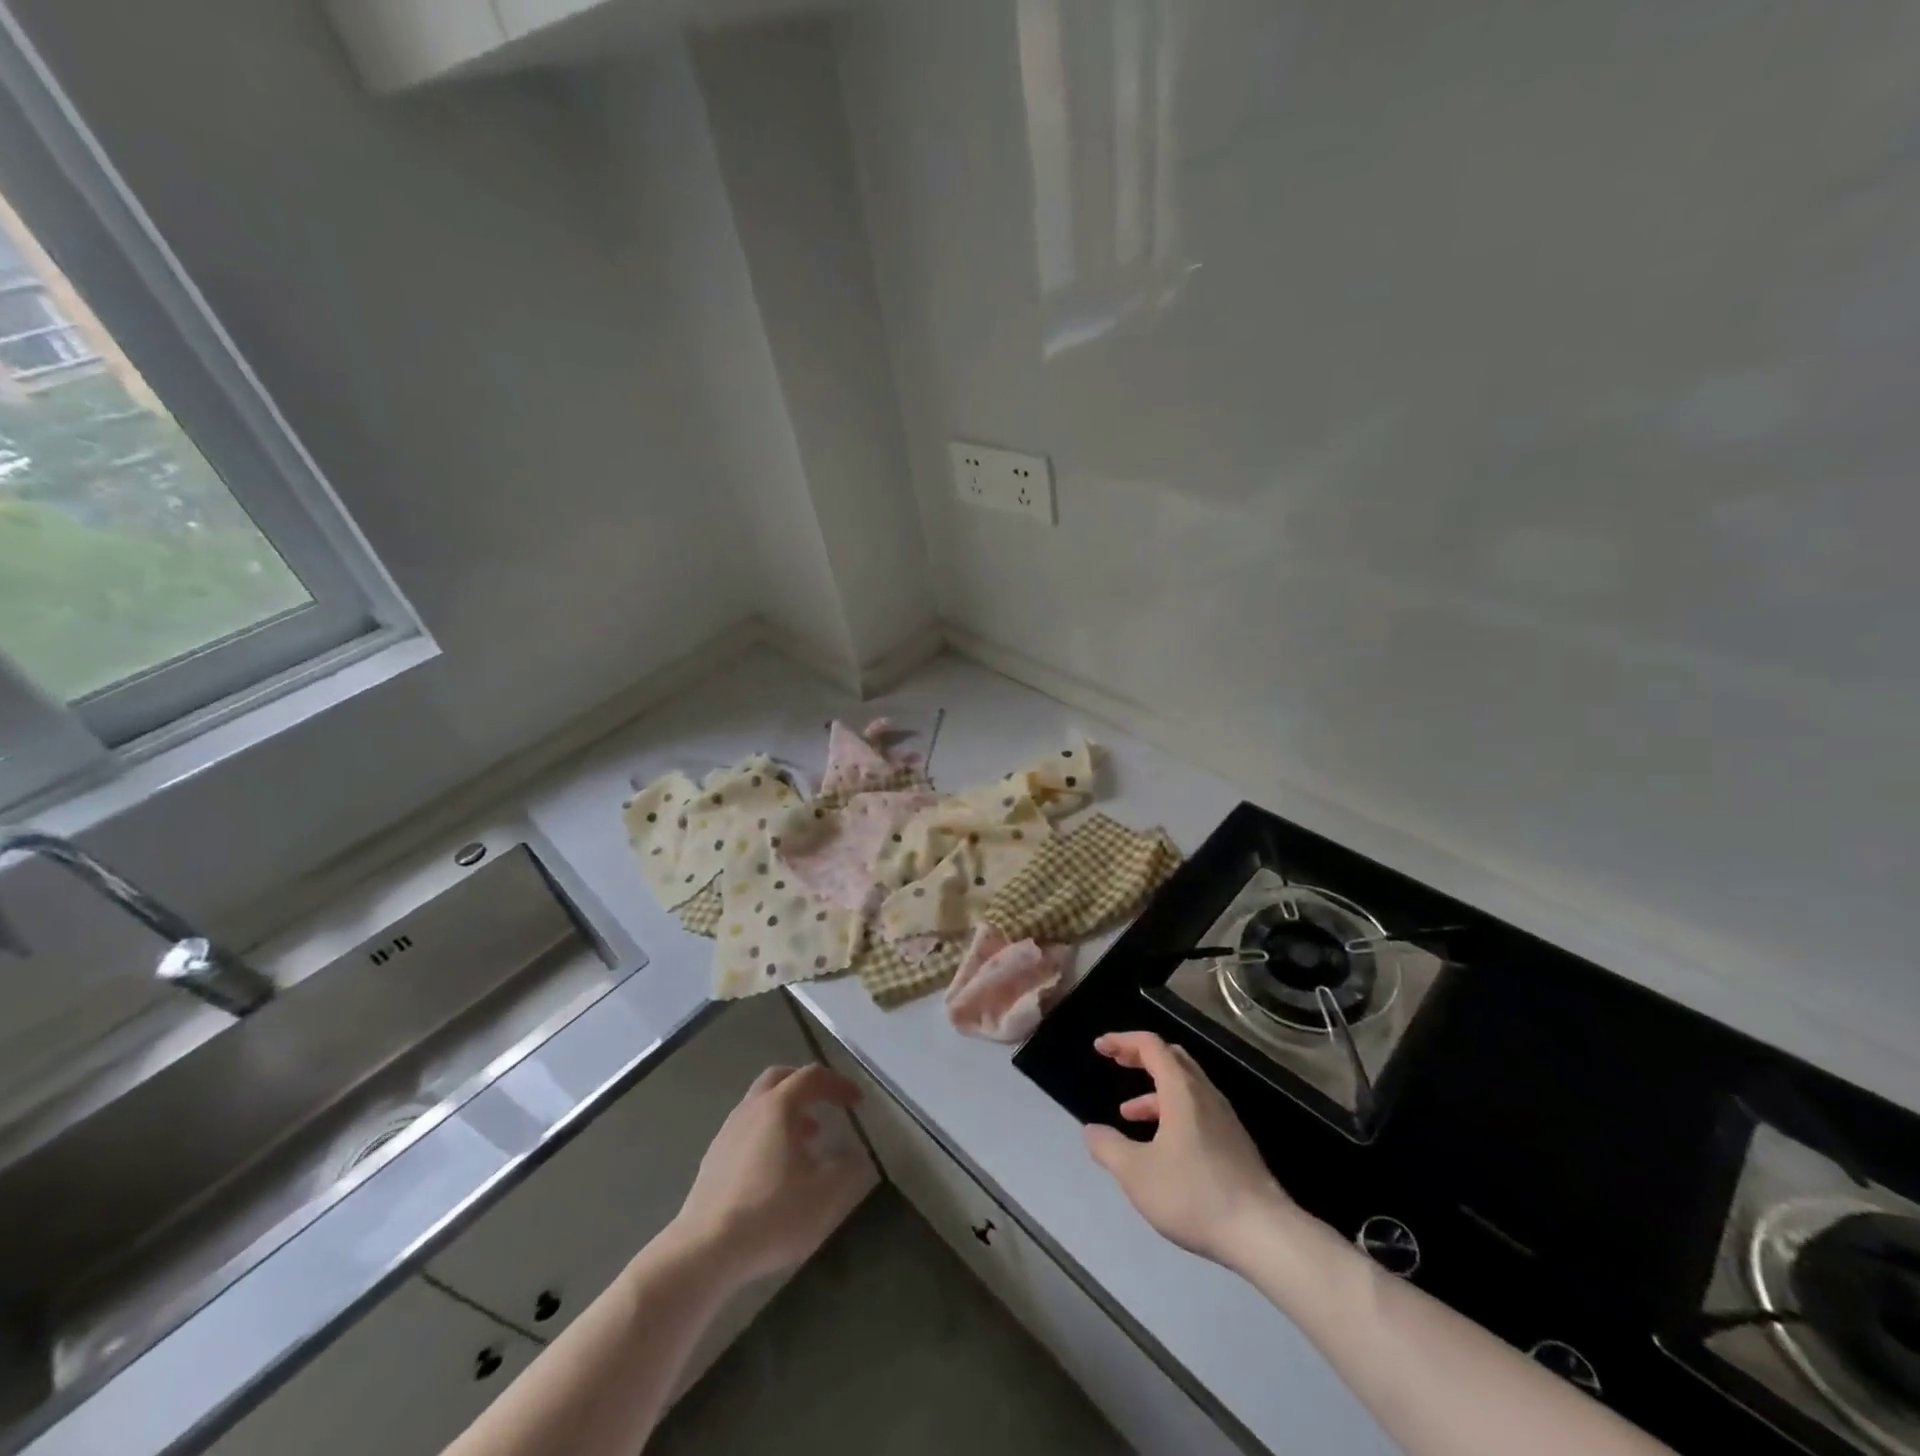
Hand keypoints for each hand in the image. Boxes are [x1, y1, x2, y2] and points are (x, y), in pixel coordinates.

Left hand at [670, 1064, 873, 1284]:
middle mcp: (750, 1109)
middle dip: (806, 1086)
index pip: (812, 1077)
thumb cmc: (772, 1213)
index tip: (857, 1102)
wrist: (706, 1251)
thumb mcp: (826, 1193)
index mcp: (778, 1106)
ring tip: (807, 1140)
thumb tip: (857, 1153)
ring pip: (760, 1106)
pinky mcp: (713, 1160)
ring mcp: (727, 1133)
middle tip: (826, 1103)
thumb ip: (849, 1167)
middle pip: (779, 1079)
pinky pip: (747, 1130)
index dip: (838, 1084)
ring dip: (787, 1113)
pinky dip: (768, 1134)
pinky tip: (776, 1169)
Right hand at [1083, 1031, 1298, 1268]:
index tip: (1100, 1047)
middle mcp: (1205, 1095)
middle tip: (1117, 1062)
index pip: (1151, 1045)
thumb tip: (1090, 1131)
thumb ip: (1109, 1148)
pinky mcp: (1235, 1143)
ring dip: (1154, 1090)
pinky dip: (1172, 1111)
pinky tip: (1162, 1146)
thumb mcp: (1137, 1174)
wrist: (1264, 1234)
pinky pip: (1197, 1109)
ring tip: (1128, 1113)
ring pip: (1185, 1086)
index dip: (1122, 1041)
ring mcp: (1224, 1119)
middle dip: (1141, 1056)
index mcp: (1181, 1091)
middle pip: (1172, 1058)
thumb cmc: (1195, 1195)